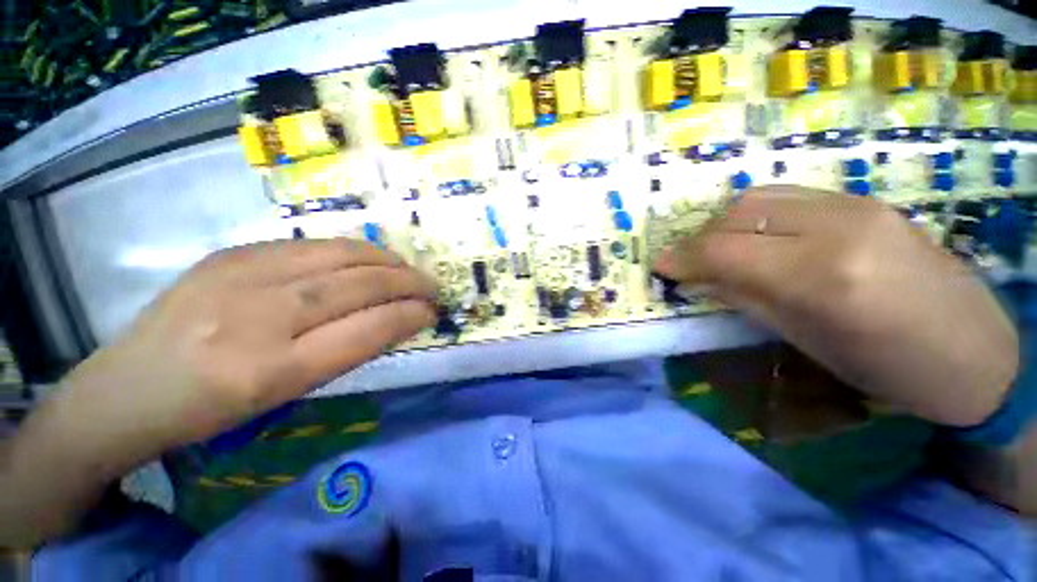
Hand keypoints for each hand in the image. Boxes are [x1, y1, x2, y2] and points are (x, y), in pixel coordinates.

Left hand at [65, 239, 437, 454]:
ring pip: (340, 255)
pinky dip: (352, 250)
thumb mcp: (285, 396)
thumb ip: (344, 351)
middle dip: (408, 283)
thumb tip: (393, 318)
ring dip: (387, 261)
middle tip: (431, 287)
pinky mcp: (230, 253)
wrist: (124, 389)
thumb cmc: (209, 411)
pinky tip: (367, 258)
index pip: (368, 330)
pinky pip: (310, 245)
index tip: (433, 311)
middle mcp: (258, 317)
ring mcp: (239, 275)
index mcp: (272, 370)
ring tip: (408, 269)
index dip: (410, 315)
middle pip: (358, 285)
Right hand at [655, 186, 1017, 426]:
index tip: (660, 266)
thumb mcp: (807, 342)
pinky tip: (757, 237)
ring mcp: (858, 205)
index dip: (683, 257)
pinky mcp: (868, 201)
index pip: (726, 250)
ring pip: (762, 195)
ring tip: (717, 249)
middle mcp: (839, 226)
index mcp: (824, 276)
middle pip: (739, 212)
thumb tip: (699, 280)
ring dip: (725, 222)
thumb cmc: (890, 369)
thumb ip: (747, 299)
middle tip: (686, 261)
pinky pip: (791, 196)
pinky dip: (756, 214)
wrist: (979, 354)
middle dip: (700, 237)